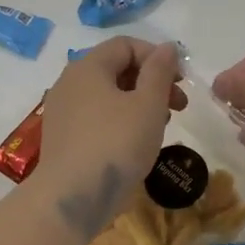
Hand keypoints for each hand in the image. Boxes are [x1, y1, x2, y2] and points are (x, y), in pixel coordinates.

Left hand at [31, 38, 185, 239]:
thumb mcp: (148, 105)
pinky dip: (121, 121)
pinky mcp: (63, 138)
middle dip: (152, 82)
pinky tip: (137, 143)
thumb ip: (160, 71)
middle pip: (117, 69)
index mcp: (88, 67)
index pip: (126, 45)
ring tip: (162, 126)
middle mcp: (70, 83)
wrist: (72, 198)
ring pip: (108, 95)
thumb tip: (167, 47)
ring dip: (139, 103)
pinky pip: (97, 117)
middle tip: (179, 106)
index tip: (181, 81)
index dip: (157, 57)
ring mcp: (63, 111)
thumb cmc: (116, 144)